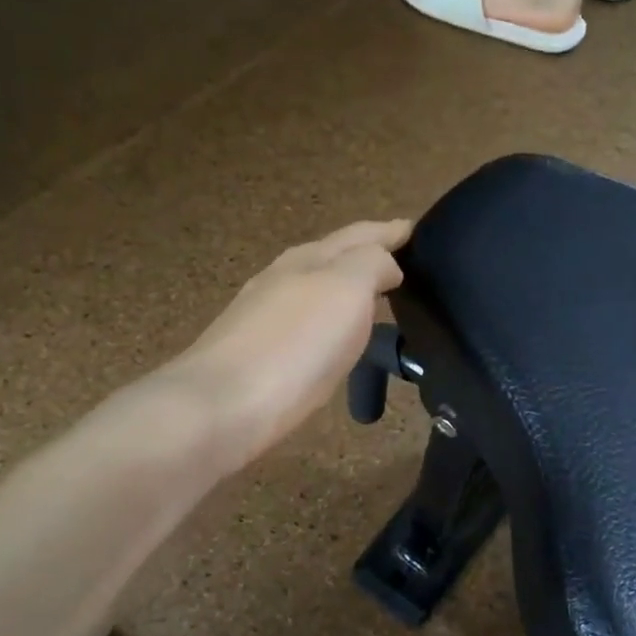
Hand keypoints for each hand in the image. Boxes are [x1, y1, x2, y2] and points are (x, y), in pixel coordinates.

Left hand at [174, 219, 410, 468]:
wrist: (223, 406)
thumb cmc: (296, 344)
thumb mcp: (347, 289)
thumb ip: (372, 264)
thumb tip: (387, 266)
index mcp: (309, 258)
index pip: (358, 234)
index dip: (388, 231)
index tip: (413, 229)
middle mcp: (283, 278)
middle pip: (332, 257)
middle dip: (365, 255)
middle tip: (400, 262)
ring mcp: (263, 315)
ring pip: (314, 289)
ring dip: (344, 288)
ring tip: (373, 298)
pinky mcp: (254, 353)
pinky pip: (303, 324)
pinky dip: (327, 320)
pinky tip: (332, 338)